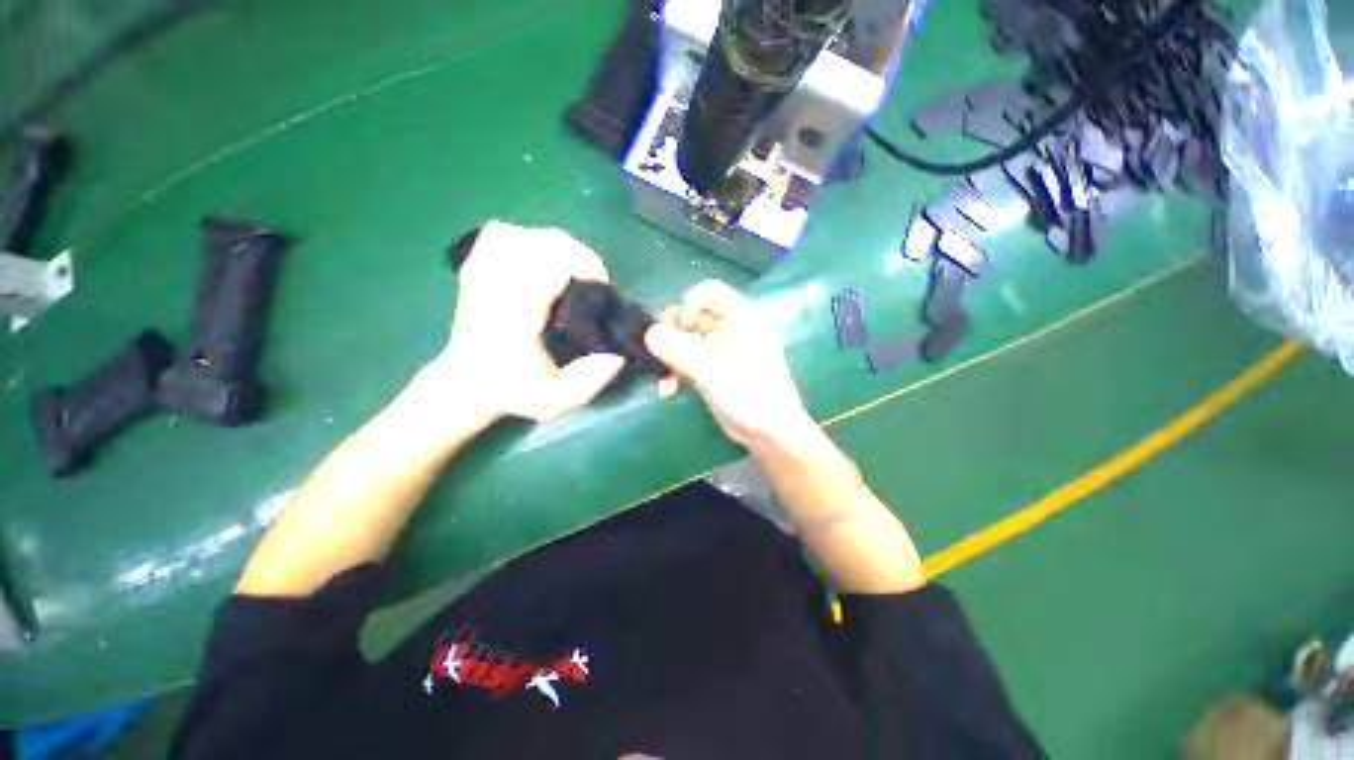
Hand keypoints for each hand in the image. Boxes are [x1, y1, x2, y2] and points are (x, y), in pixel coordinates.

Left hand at [431, 221, 624, 424]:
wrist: (464, 383)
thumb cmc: (511, 391)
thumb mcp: (553, 401)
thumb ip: (587, 383)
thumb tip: (616, 357)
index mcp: (515, 314)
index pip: (551, 264)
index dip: (585, 265)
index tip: (602, 285)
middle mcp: (496, 285)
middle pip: (543, 241)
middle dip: (578, 254)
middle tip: (593, 280)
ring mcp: (481, 272)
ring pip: (526, 233)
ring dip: (557, 247)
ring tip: (571, 271)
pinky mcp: (475, 267)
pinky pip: (502, 233)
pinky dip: (527, 238)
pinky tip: (538, 259)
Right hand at [644, 280, 814, 450]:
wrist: (771, 433)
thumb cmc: (750, 395)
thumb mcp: (713, 372)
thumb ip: (680, 351)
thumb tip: (648, 334)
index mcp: (740, 318)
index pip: (708, 292)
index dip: (689, 306)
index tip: (679, 330)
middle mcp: (730, 329)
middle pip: (692, 316)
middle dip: (673, 336)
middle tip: (658, 354)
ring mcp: (720, 349)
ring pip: (686, 340)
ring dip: (671, 357)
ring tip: (663, 381)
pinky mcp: (713, 368)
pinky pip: (688, 359)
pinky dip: (677, 370)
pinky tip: (669, 390)